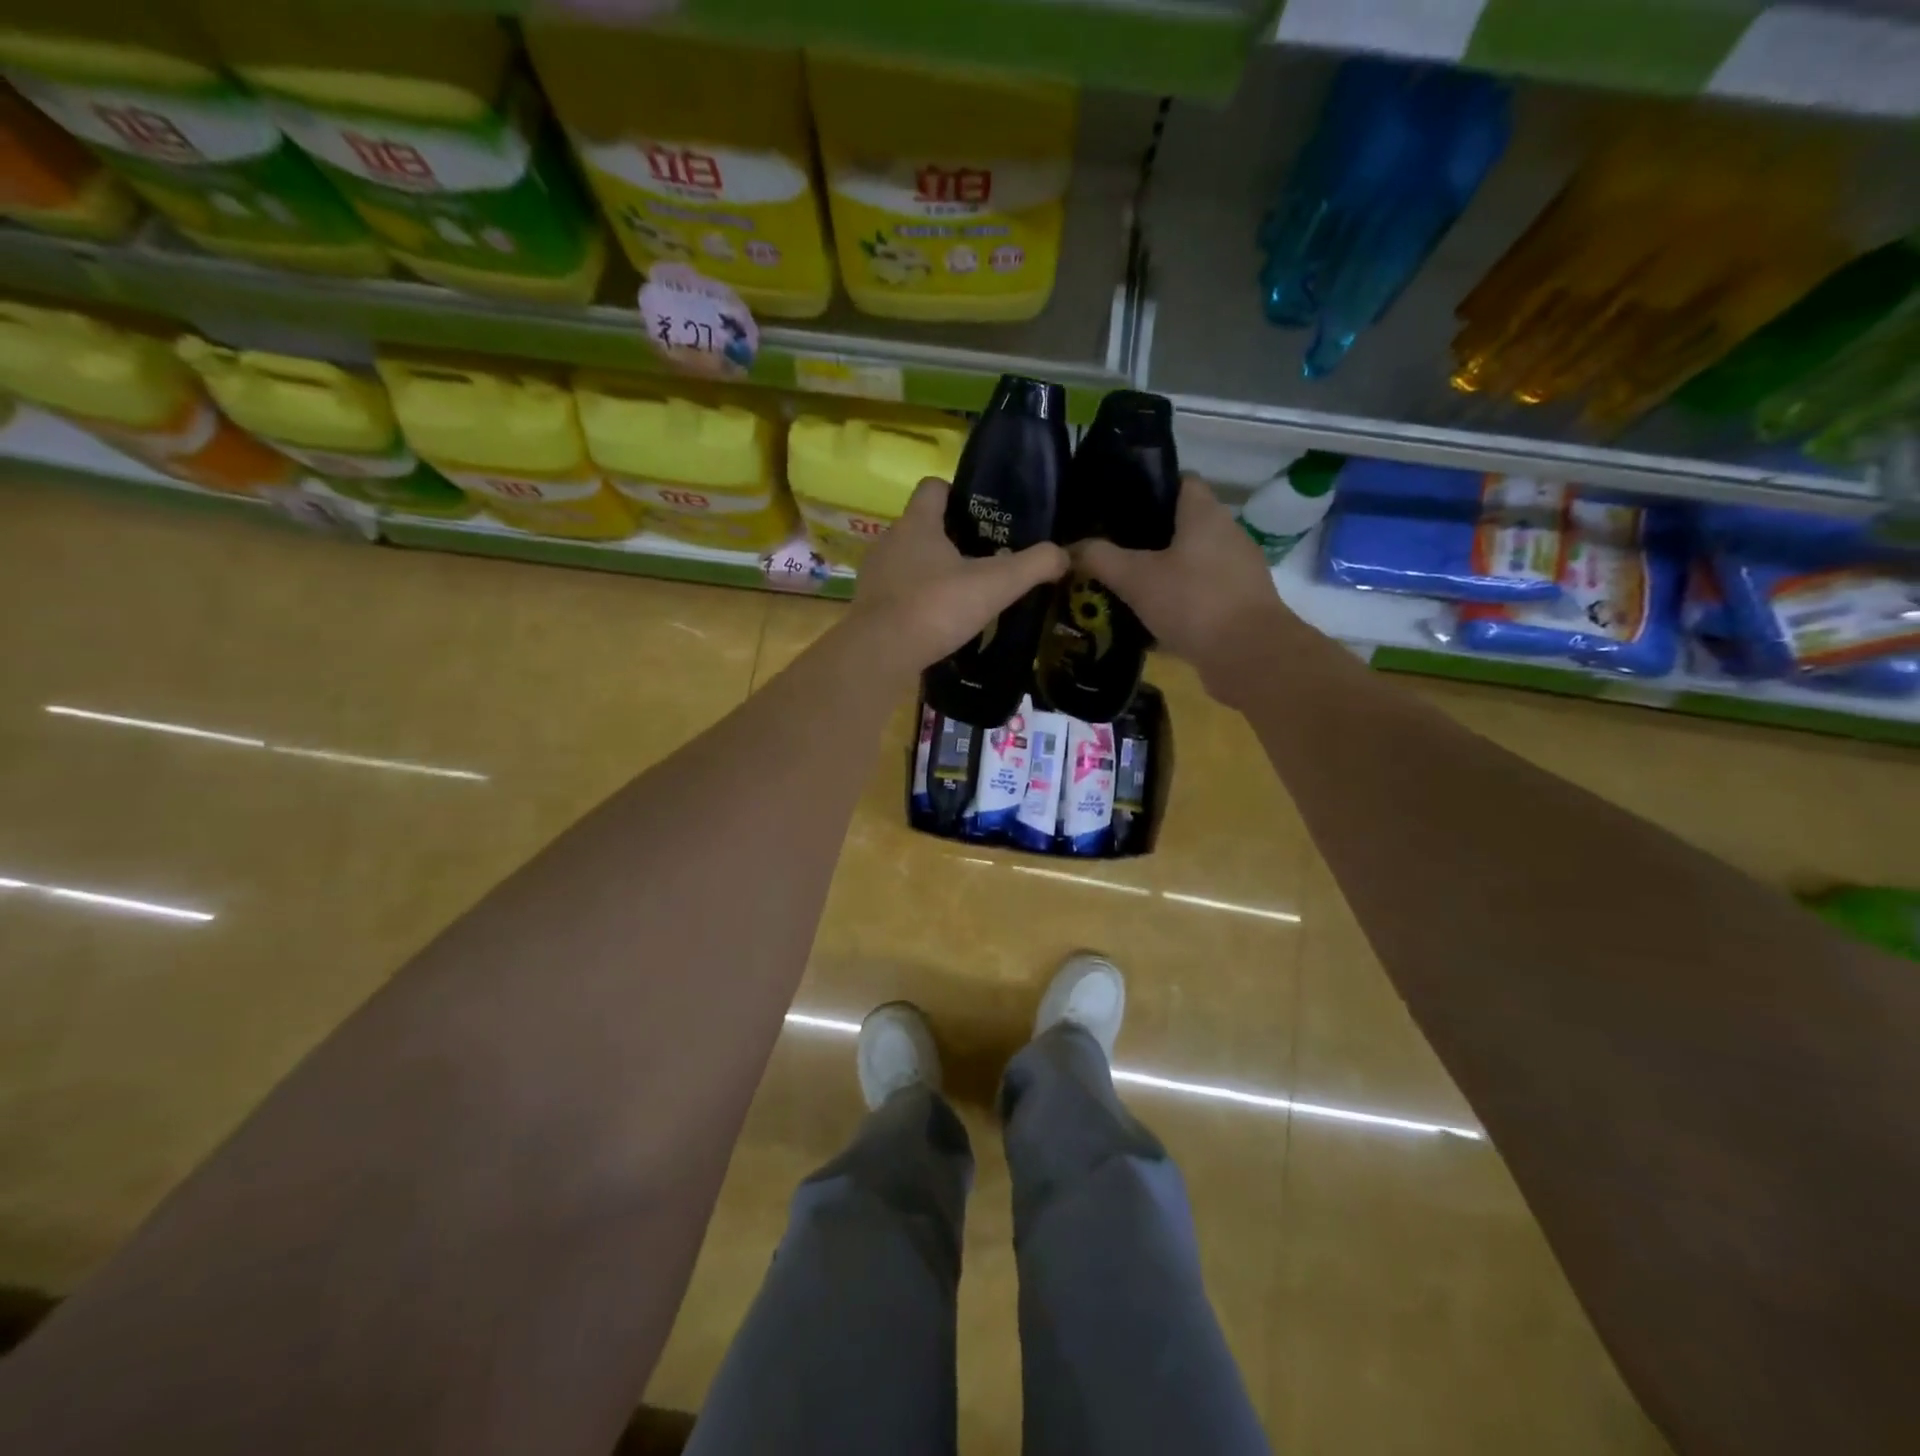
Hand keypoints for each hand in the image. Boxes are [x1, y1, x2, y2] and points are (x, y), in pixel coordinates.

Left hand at [849, 476, 1069, 676]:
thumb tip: (1064, 555)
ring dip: (932, 571)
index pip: (933, 487)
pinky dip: (917, 600)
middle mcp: (890, 540)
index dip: (956, 493)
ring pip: (908, 561)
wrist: (881, 653)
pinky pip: (898, 592)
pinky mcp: (869, 606)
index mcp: (918, 523)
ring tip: (963, 592)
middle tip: (984, 558)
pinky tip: (937, 620)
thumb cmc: (937, 606)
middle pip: (922, 526)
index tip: (980, 514)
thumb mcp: (995, 585)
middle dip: (950, 538)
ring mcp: (875, 574)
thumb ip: (1033, 566)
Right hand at [1072, 474, 1299, 703]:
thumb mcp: (1135, 579)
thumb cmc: (1193, 602)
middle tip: (1111, 549)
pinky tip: (1150, 619)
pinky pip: (1201, 593)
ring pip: (1191, 561)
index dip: (1149, 487)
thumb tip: (1069, 549)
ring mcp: (1237, 571)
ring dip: (1162, 572)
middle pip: (1183, 524)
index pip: (1180, 481)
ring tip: (1125, 584)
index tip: (1117, 506)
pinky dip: (1177, 601)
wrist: (1249, 656)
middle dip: (1147, 536)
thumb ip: (1100, 558)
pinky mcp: (1239, 604)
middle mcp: (1227, 534)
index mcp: (1205, 514)